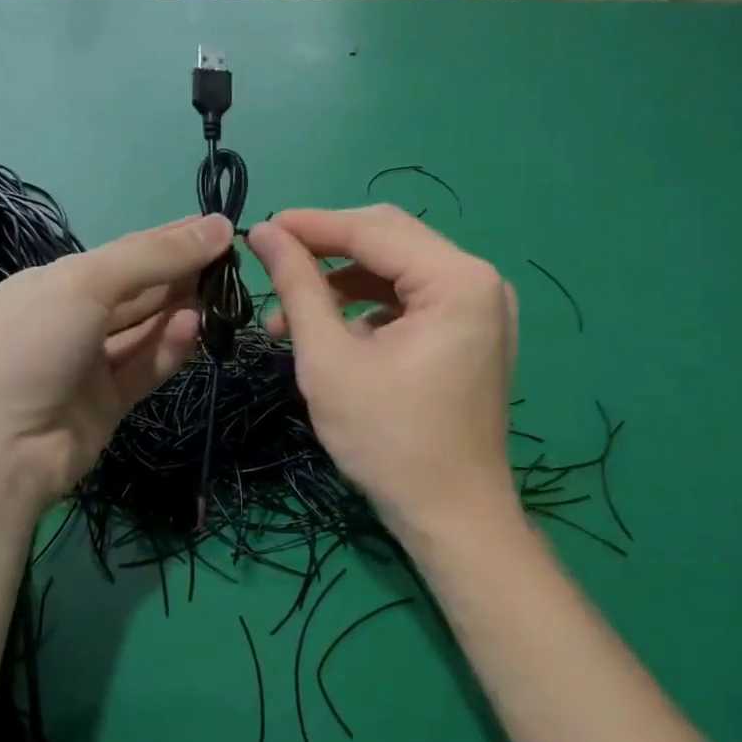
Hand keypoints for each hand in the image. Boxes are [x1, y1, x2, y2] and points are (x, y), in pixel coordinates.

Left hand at [0, 214, 233, 508]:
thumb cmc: (29, 345)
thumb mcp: (86, 283)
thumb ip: (154, 256)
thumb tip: (219, 226)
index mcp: (53, 283)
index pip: (123, 253)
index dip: (169, 240)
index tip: (219, 228)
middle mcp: (70, 320)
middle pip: (137, 290)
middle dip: (181, 274)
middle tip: (232, 262)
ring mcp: (87, 364)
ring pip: (145, 329)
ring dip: (180, 311)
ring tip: (219, 295)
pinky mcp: (106, 404)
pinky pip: (144, 366)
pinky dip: (170, 348)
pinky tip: (195, 329)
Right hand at [247, 206, 516, 534]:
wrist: (450, 516)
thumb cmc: (389, 441)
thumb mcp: (330, 359)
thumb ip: (298, 287)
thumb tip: (265, 233)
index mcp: (457, 280)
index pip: (373, 230)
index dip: (311, 225)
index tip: (259, 229)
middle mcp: (479, 280)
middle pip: (389, 240)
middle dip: (326, 251)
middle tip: (271, 263)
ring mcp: (482, 305)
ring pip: (397, 269)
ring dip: (341, 284)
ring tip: (287, 317)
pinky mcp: (472, 330)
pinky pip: (412, 298)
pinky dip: (368, 306)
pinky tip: (331, 331)